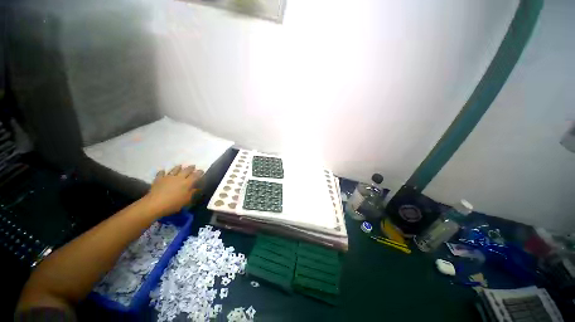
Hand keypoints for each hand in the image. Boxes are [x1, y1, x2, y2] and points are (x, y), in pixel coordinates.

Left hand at [144, 165, 203, 216]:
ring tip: (180, 166)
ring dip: (178, 167)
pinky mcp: (159, 179)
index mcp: (187, 183)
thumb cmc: (173, 203)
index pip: (195, 175)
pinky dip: (162, 172)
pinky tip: (163, 171)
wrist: (154, 204)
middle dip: (190, 168)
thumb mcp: (186, 200)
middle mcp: (179, 178)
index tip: (202, 171)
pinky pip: (161, 174)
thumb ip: (192, 193)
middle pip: (186, 170)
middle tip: (193, 166)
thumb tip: (196, 188)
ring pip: (174, 170)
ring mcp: (168, 177)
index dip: (199, 172)